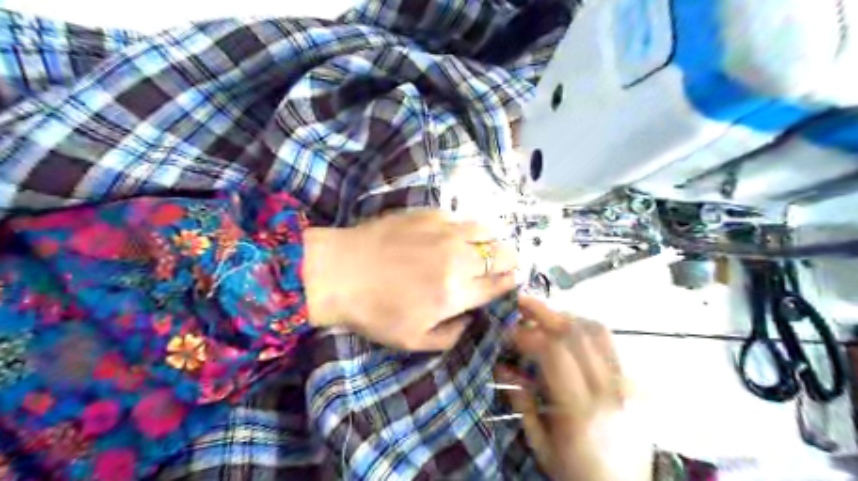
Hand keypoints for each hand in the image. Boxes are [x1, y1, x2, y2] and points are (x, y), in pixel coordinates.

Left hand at [303, 210, 515, 349]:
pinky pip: (460, 218)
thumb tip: (470, 319)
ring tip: (478, 249)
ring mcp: (444, 231)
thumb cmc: (374, 311)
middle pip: (503, 253)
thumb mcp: (413, 340)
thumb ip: (451, 335)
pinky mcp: (428, 214)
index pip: (499, 284)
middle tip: (496, 267)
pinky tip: (451, 237)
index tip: (509, 281)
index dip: (509, 283)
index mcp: (455, 292)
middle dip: (508, 262)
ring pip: (487, 230)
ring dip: (490, 242)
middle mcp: (457, 258)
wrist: (339, 271)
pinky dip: (464, 229)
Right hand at [496, 296, 649, 480]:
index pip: (554, 352)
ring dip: (566, 316)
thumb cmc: (575, 474)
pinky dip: (584, 330)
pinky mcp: (635, 384)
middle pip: (577, 333)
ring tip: (543, 316)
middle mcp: (609, 391)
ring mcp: (627, 385)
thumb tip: (501, 365)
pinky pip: (609, 344)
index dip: (527, 334)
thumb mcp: (540, 444)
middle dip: (544, 313)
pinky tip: (568, 333)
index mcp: (580, 411)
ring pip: (598, 331)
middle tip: (521, 303)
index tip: (507, 331)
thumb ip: (521, 401)